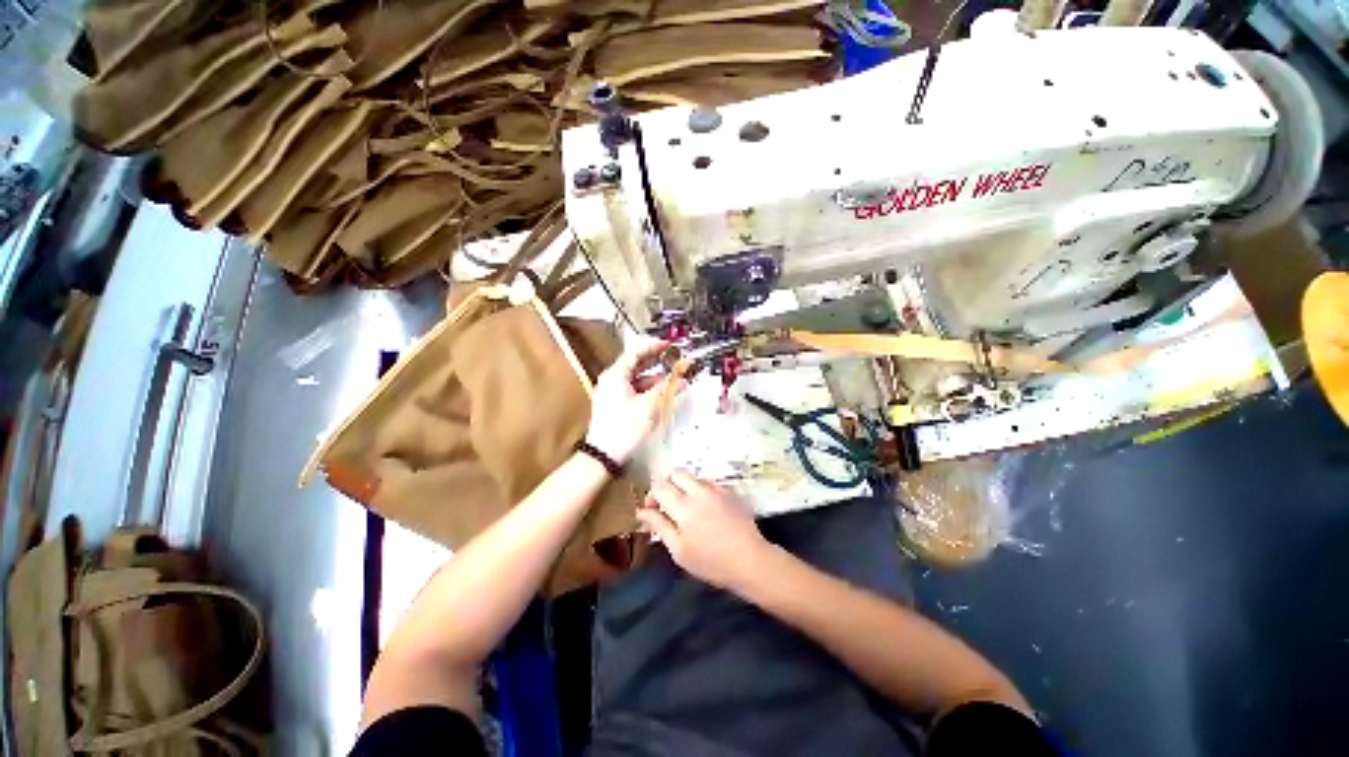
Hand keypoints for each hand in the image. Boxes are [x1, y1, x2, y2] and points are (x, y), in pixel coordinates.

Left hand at [586, 338, 684, 463]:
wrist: (604, 455)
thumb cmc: (624, 428)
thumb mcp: (649, 406)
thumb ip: (666, 388)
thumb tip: (681, 378)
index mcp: (615, 375)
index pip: (636, 352)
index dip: (654, 346)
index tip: (669, 345)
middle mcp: (611, 380)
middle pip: (636, 364)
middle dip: (656, 362)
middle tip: (674, 358)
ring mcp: (612, 392)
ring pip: (636, 378)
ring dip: (655, 378)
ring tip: (674, 379)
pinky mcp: (615, 404)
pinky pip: (634, 390)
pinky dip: (648, 389)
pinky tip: (662, 393)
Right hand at [637, 471, 770, 590]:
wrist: (750, 560)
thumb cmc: (711, 561)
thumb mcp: (679, 549)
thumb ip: (659, 525)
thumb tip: (641, 511)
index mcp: (683, 505)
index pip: (659, 486)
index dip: (651, 496)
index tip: (651, 512)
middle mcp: (698, 489)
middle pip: (675, 473)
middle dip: (666, 485)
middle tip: (666, 506)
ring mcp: (715, 487)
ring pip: (691, 476)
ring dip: (682, 487)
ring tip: (685, 509)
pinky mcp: (728, 490)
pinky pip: (707, 482)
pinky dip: (698, 490)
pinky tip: (703, 509)